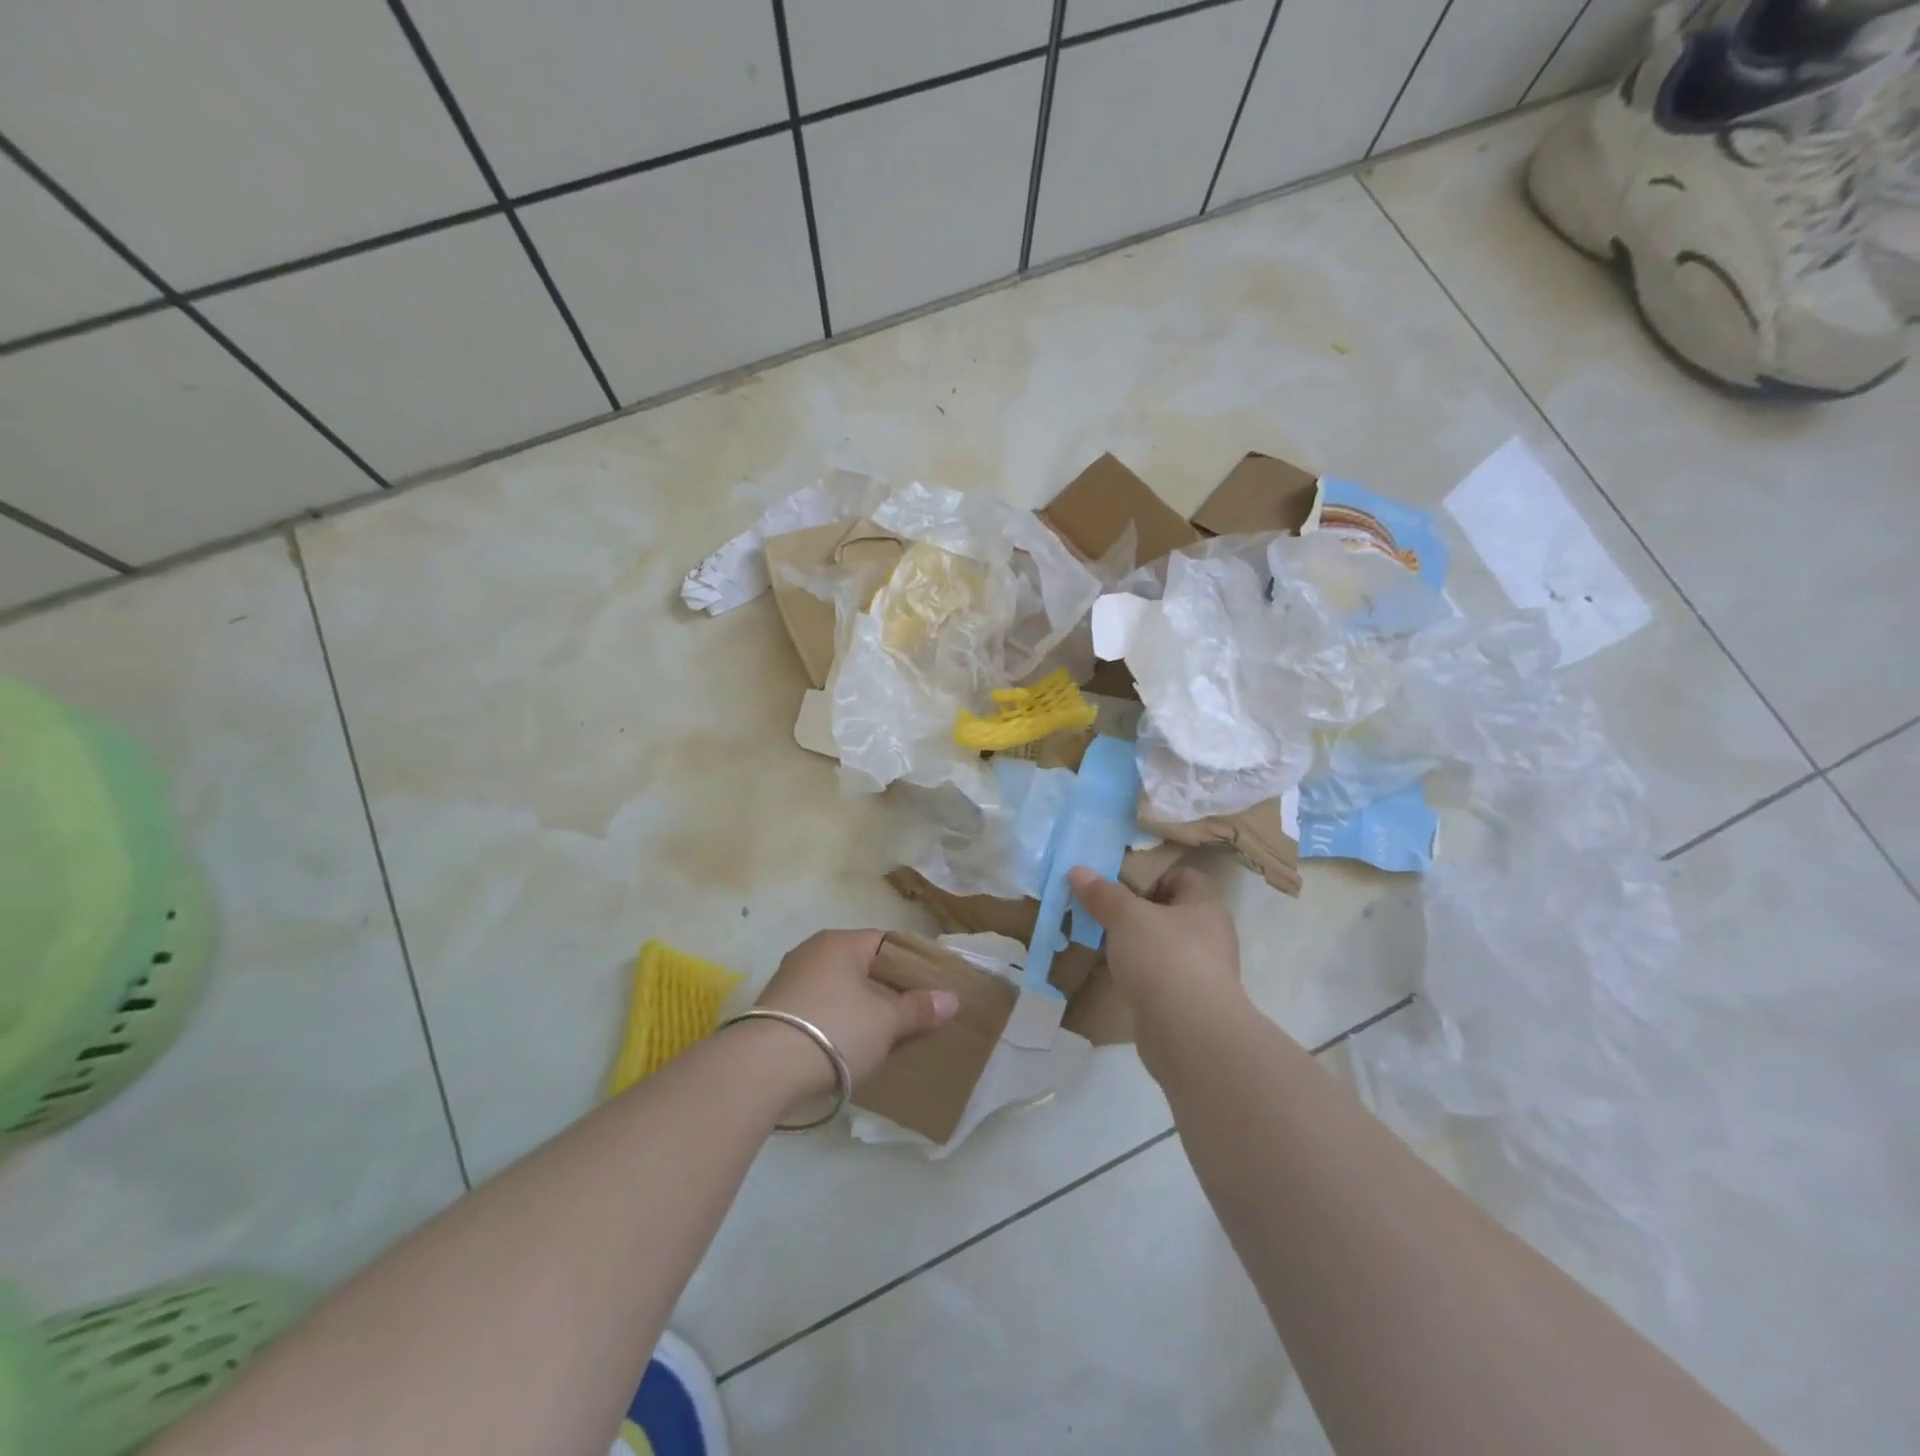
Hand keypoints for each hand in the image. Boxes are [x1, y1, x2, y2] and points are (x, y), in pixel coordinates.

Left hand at [750, 930, 958, 1094]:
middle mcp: (811, 952)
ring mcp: (789, 980)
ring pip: (838, 990)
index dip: (910, 965)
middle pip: (860, 967)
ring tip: (883, 1036)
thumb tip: (951, 999)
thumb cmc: (835, 1029)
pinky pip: (817, 1010)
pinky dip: (835, 1023)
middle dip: (885, 990)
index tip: (928, 989)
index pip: (885, 943)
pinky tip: (848, 1047)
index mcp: (840, 942)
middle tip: (910, 1015)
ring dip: (859, 1009)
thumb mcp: (886, 1021)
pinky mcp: (774, 1011)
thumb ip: (918, 1008)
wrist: (764, 1068)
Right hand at [1068, 866, 1242, 1059]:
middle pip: (1165, 912)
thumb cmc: (1165, 958)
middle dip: (1131, 911)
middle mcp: (1207, 937)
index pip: (1182, 877)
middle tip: (1098, 909)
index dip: (1150, 875)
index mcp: (1205, 907)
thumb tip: (1078, 871)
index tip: (1117, 882)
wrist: (1189, 1034)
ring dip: (1127, 944)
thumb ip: (1102, 894)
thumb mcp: (1126, 916)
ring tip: (1093, 939)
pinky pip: (1151, 977)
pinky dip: (1129, 973)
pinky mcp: (1181, 1003)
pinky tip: (1102, 973)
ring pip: (1156, 947)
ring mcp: (1196, 972)